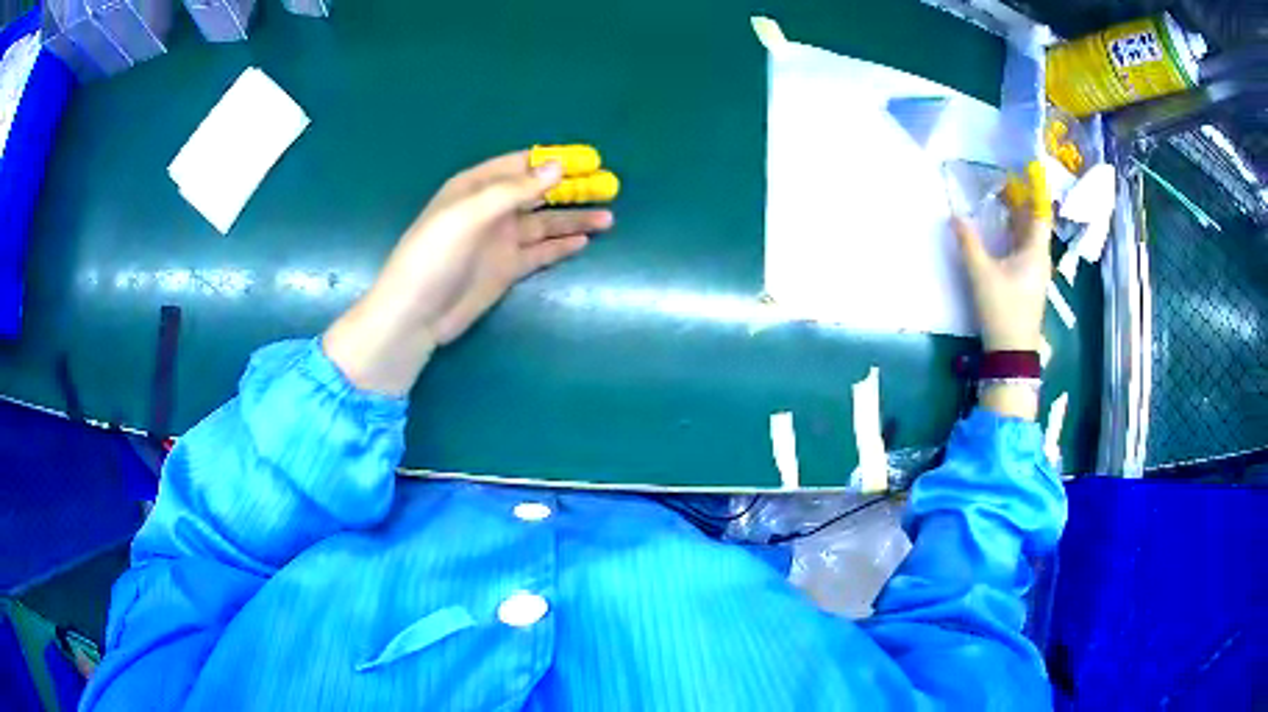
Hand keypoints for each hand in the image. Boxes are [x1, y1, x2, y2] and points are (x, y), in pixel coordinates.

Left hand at [324, 151, 613, 394]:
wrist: (416, 314)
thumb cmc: (434, 256)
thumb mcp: (469, 215)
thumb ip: (513, 191)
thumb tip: (556, 167)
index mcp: (475, 187)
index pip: (520, 165)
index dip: (553, 161)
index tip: (590, 160)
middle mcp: (491, 210)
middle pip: (538, 193)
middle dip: (570, 189)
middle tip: (609, 187)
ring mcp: (500, 241)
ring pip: (545, 224)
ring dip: (574, 220)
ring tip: (608, 218)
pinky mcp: (506, 269)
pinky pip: (540, 252)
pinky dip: (561, 247)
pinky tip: (584, 242)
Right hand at [953, 164, 1052, 419]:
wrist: (1011, 352)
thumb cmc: (1002, 309)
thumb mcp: (981, 274)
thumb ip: (968, 242)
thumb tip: (955, 216)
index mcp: (1036, 252)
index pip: (1040, 213)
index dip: (1034, 191)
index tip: (1025, 172)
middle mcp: (1040, 259)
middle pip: (1034, 224)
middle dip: (1021, 202)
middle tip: (1004, 181)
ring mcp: (1036, 273)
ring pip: (1030, 238)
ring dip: (1017, 219)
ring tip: (1001, 201)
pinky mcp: (1029, 284)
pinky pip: (1025, 250)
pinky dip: (1015, 236)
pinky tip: (1001, 232)